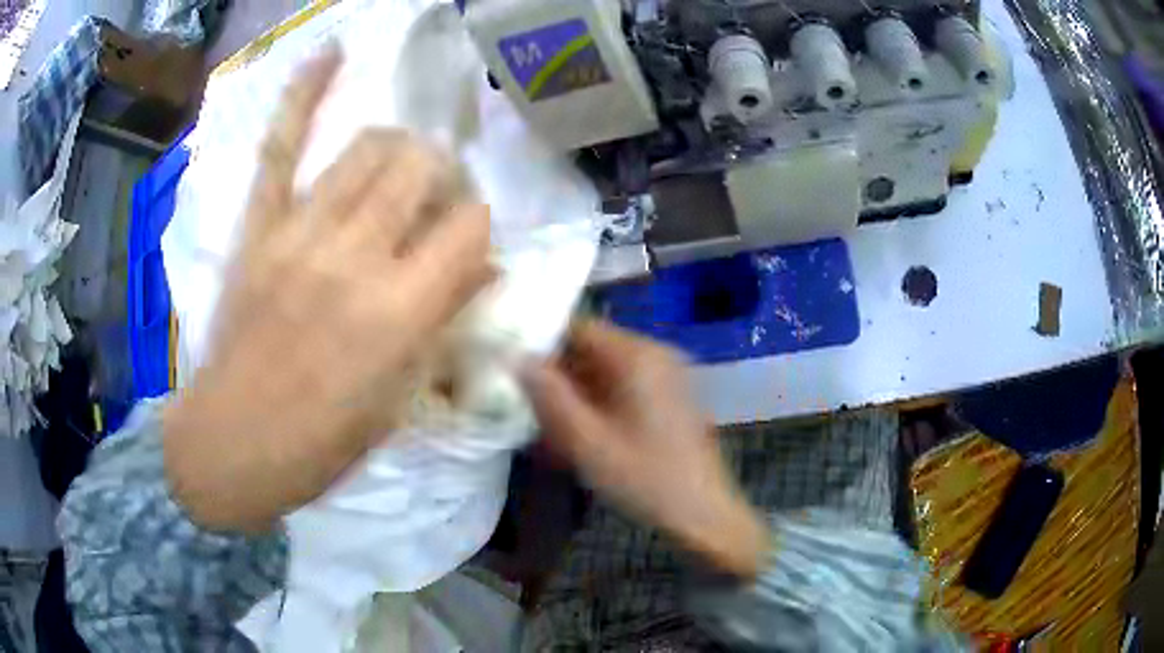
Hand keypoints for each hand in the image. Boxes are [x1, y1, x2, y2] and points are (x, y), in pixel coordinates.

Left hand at [163, 46, 492, 533]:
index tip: (469, 247)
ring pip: (370, 147)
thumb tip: (482, 267)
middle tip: (433, 208)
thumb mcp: (398, 400)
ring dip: (399, 151)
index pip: (470, 226)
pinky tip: (331, 53)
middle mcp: (352, 257)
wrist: (231, 446)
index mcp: (396, 314)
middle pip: (423, 168)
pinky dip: (303, 93)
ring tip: (396, 173)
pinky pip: (281, 146)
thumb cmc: (321, 443)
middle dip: (443, 180)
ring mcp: (297, 233)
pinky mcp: (257, 228)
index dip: (481, 228)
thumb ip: (442, 323)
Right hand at [521, 321, 767, 578]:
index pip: (578, 328)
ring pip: (605, 372)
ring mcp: (666, 375)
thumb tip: (516, 359)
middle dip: (559, 377)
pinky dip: (598, 407)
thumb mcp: (587, 442)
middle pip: (592, 350)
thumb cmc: (644, 479)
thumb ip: (549, 397)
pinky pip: (623, 390)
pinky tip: (581, 438)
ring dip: (576, 396)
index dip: (543, 346)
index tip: (515, 372)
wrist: (703, 514)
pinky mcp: (669, 397)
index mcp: (637, 356)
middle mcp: (655, 355)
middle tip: (529, 409)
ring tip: (551, 431)